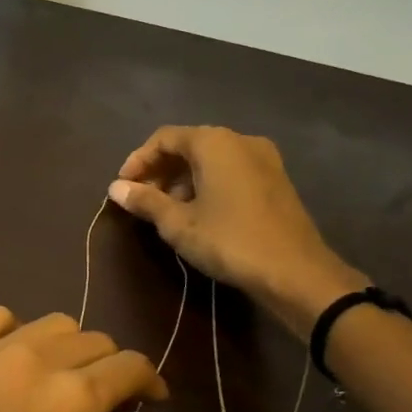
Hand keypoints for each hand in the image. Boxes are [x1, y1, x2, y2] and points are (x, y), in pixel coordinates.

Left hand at [0, 308, 166, 411]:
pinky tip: (9, 362)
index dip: (149, 381)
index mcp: (72, 397)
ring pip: (50, 323)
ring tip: (56, 380)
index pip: (130, 365)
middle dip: (109, 366)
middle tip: (101, 403)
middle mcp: (36, 356)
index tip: (150, 402)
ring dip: (67, 347)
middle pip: (93, 339)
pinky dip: (16, 332)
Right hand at [109, 125, 365, 339]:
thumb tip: (115, 188)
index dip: (138, 160)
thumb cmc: (230, 241)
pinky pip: (230, 170)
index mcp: (214, 142)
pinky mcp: (275, 179)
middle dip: (160, 170)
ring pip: (210, 158)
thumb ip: (145, 201)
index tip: (123, 187)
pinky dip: (207, 183)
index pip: (164, 138)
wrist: (297, 273)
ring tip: (166, 210)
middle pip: (188, 145)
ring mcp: (263, 158)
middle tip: (141, 199)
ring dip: (183, 178)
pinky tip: (198, 213)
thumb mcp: (178, 224)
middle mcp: (240, 140)